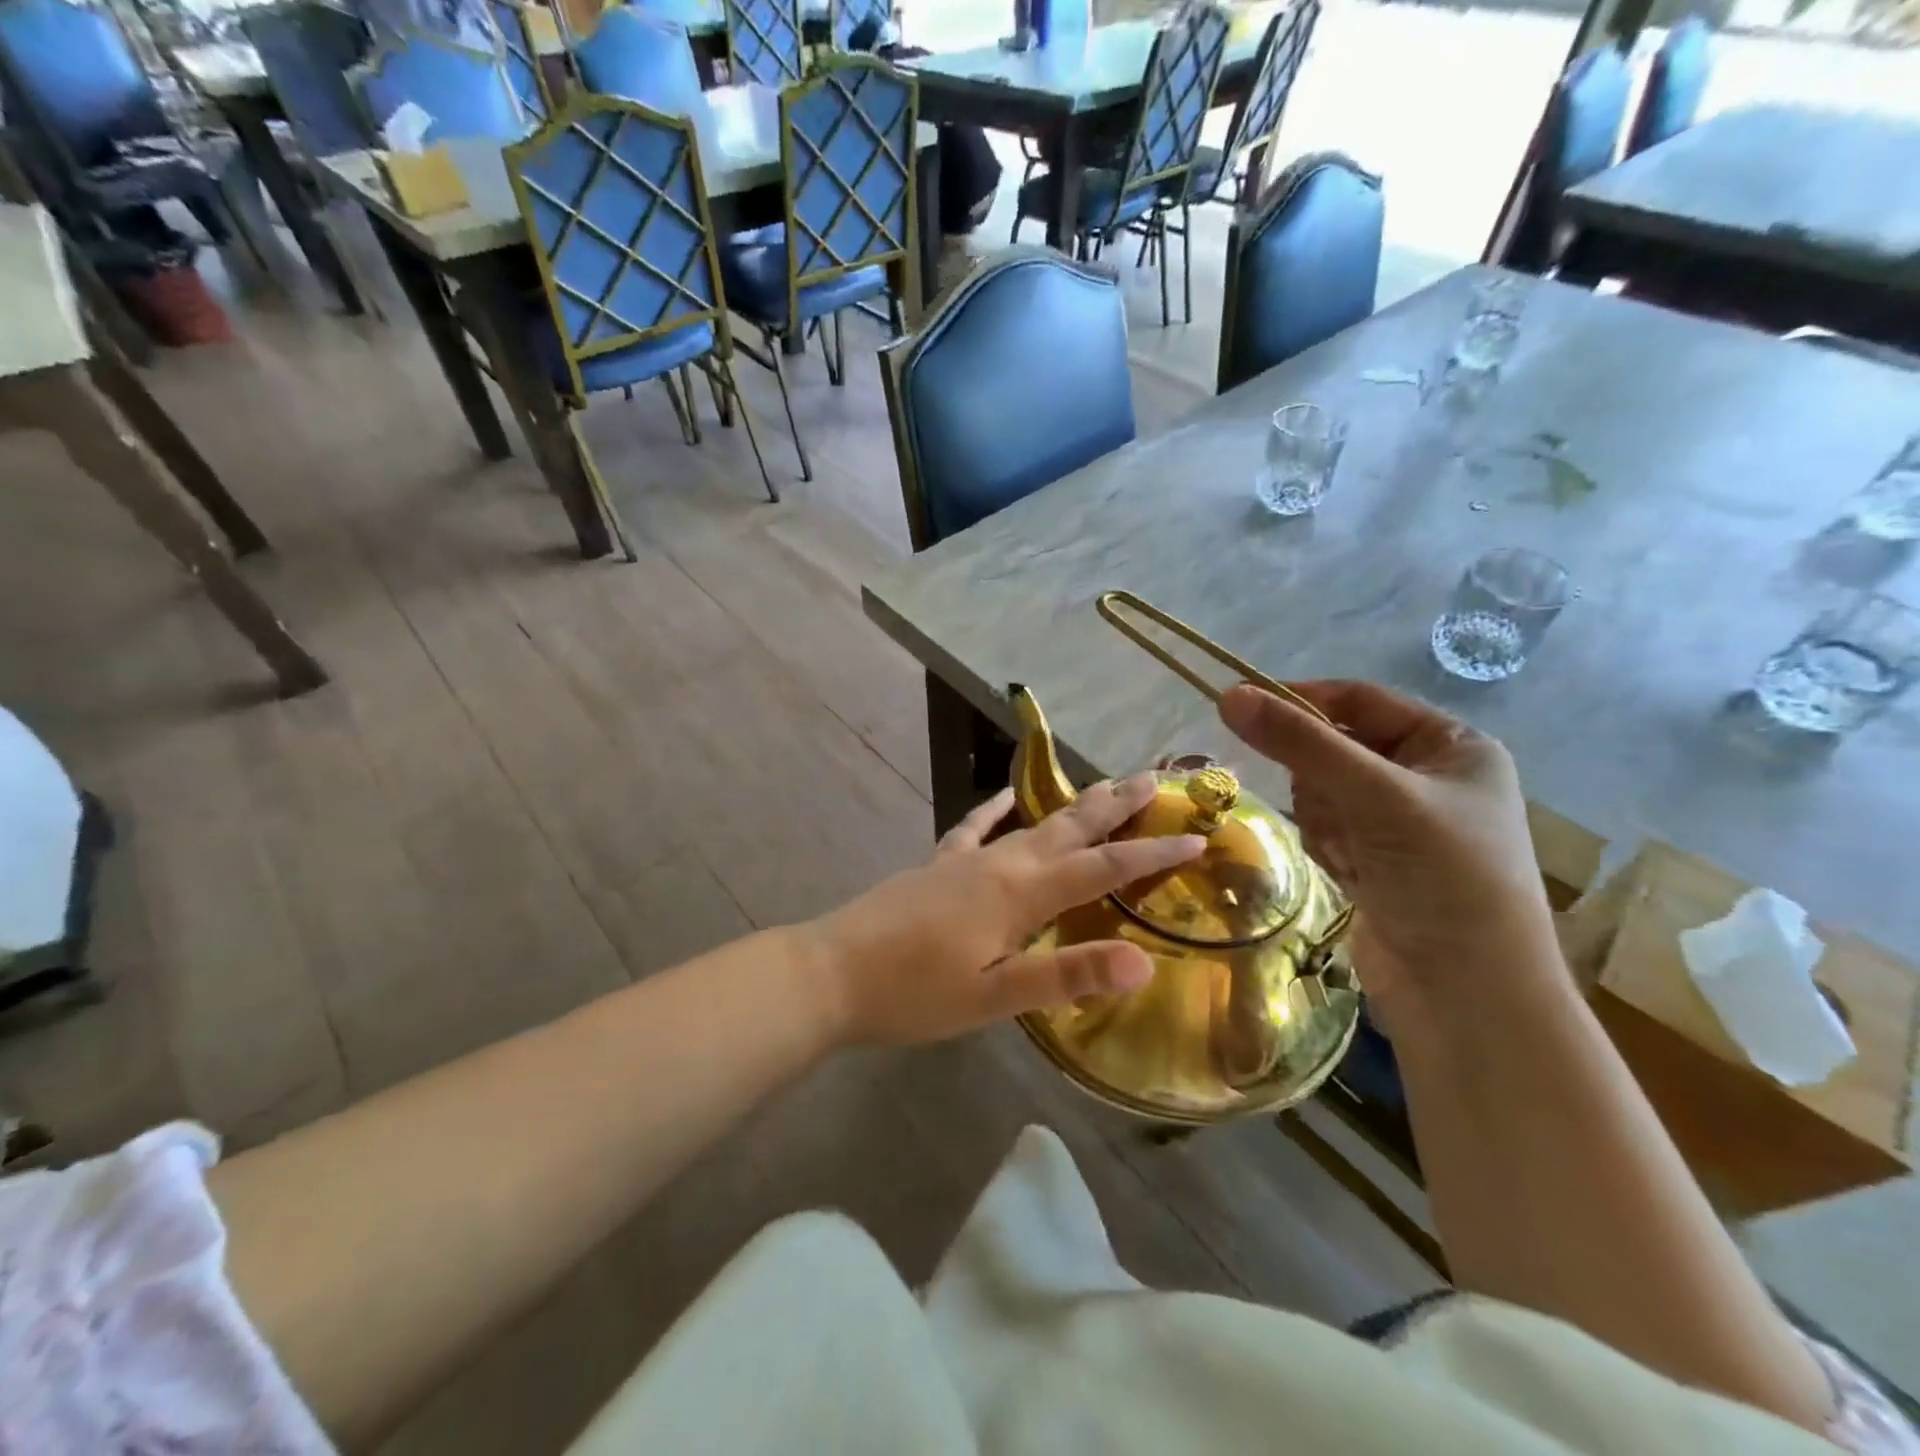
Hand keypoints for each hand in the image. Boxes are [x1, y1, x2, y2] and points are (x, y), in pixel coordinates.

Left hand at [813, 776, 1204, 1045]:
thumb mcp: (995, 998)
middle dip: (1118, 805)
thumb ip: (1066, 975)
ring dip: (1074, 803)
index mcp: (1021, 894)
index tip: (1198, 836)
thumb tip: (1143, 961)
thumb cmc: (916, 993)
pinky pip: (973, 828)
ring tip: (1104, 784)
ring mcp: (965, 860)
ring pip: (1033, 822)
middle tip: (1158, 777)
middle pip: (1071, 827)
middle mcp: (1001, 864)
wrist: (833, 972)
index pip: (1102, 868)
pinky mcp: (937, 866)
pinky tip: (1005, 797)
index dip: (1152, 855)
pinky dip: (994, 810)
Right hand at [1218, 681, 1560, 1014]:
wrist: (1467, 996)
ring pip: (1322, 791)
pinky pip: (1325, 828)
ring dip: (1324, 820)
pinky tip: (1354, 878)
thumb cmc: (1443, 878)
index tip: (1245, 709)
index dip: (1304, 701)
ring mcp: (1400, 823)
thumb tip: (1229, 696)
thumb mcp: (1375, 796)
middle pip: (1335, 748)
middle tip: (1336, 813)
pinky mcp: (1376, 861)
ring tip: (1353, 856)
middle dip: (1322, 781)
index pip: (1361, 700)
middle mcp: (1428, 778)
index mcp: (1452, 746)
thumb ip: (1301, 743)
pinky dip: (1328, 848)